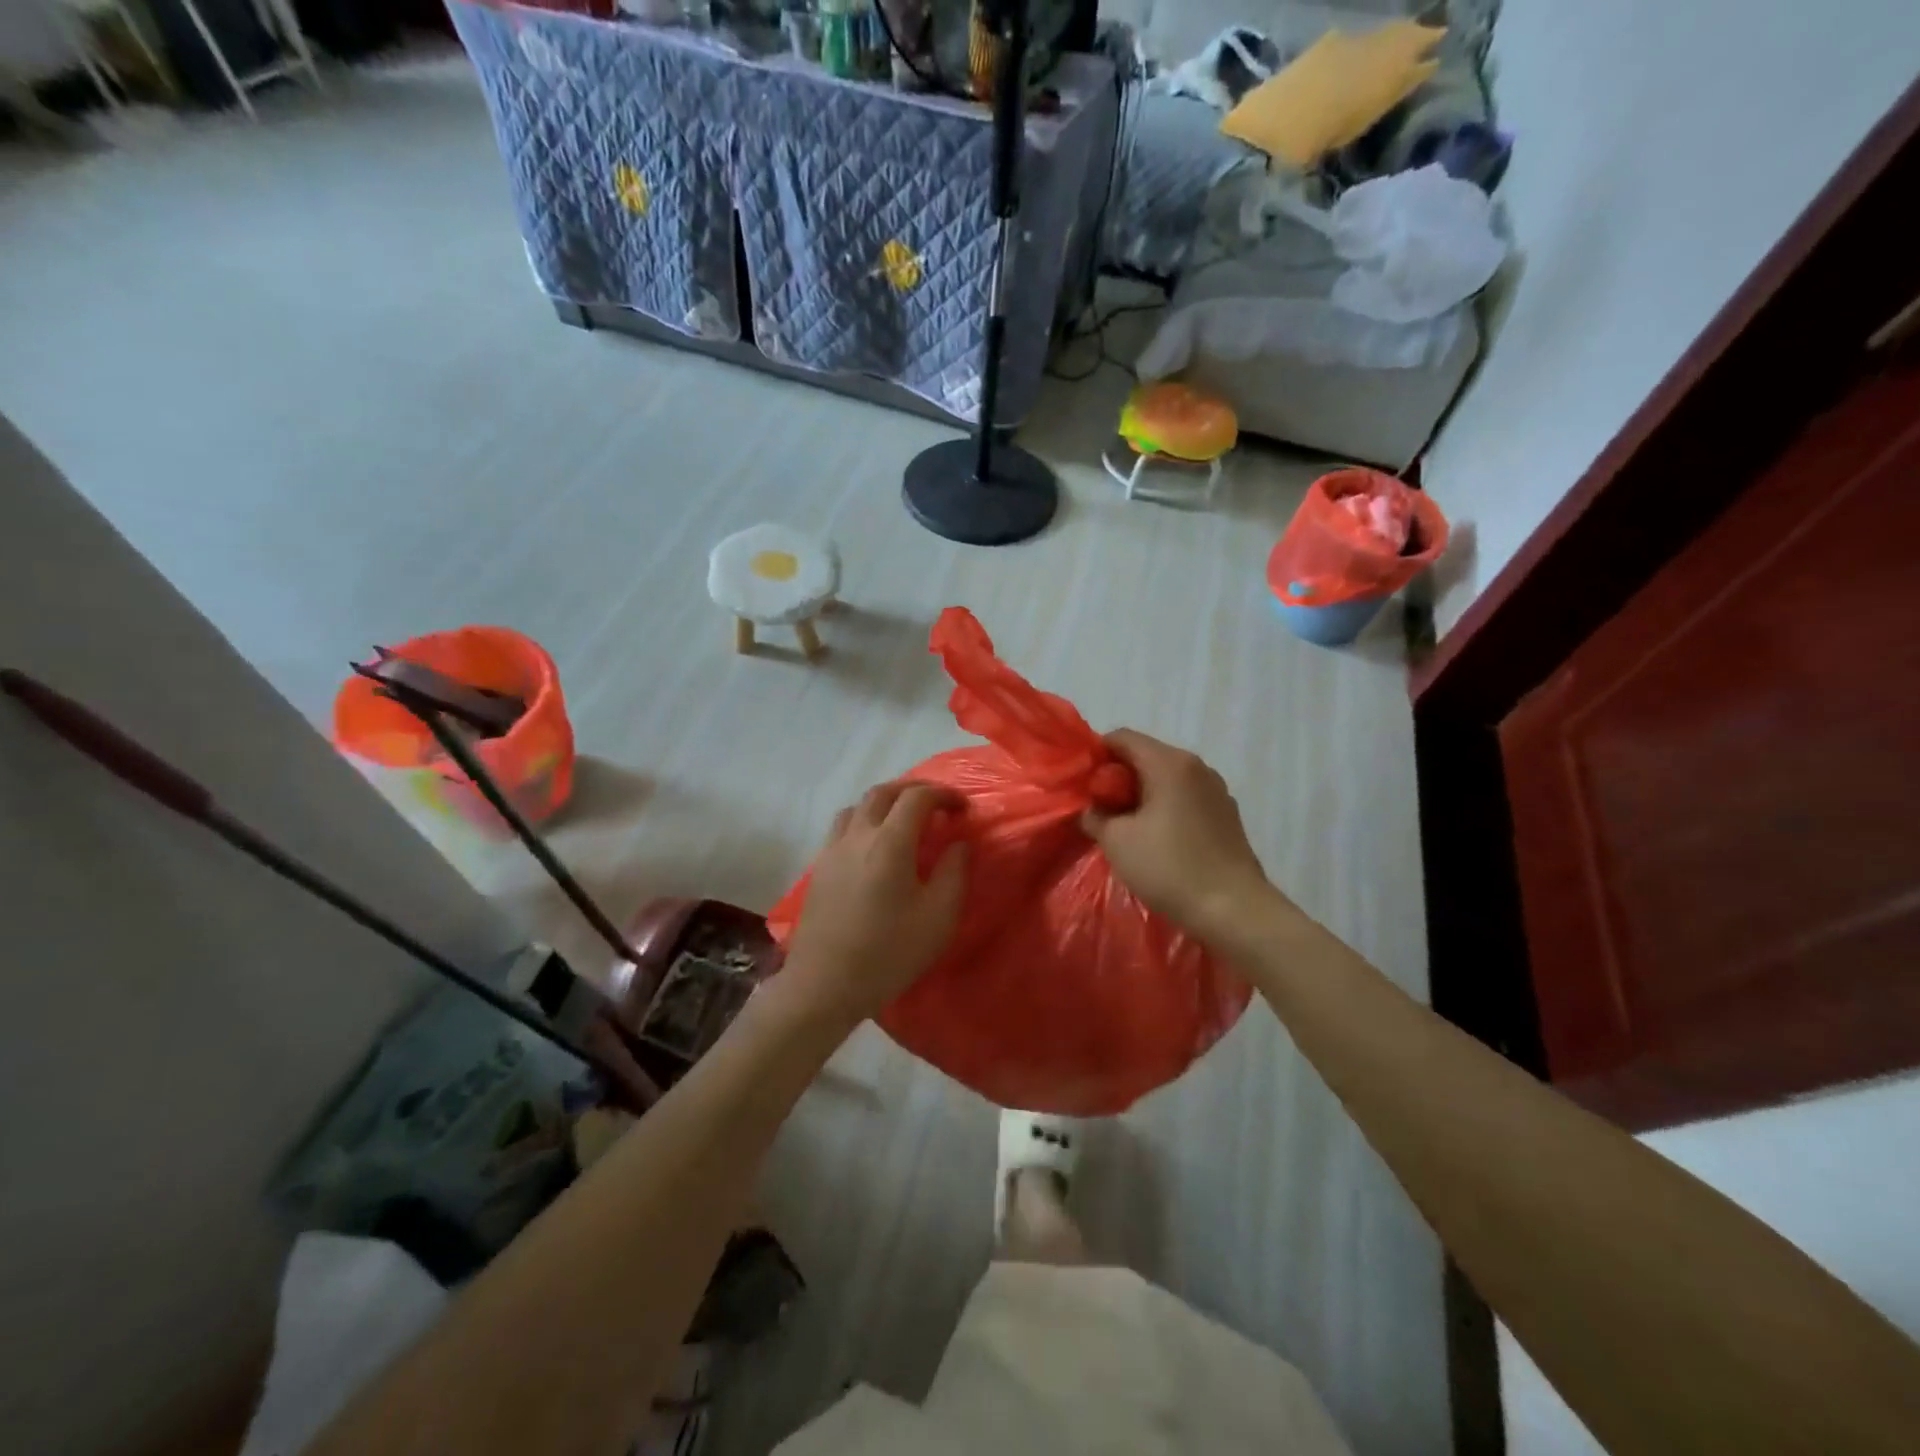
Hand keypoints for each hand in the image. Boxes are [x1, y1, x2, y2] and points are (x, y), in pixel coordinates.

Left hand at [780, 782, 968, 1029]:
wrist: (825, 985)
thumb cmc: (888, 953)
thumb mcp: (938, 917)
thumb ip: (954, 872)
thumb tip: (959, 843)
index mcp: (889, 842)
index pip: (917, 798)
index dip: (944, 794)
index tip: (962, 808)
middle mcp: (857, 836)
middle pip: (883, 792)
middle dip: (913, 790)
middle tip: (936, 805)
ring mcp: (832, 850)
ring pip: (857, 807)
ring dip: (884, 803)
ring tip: (903, 821)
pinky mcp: (818, 868)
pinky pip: (842, 828)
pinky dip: (864, 822)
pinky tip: (874, 847)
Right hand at [1083, 729, 1279, 943]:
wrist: (1234, 909)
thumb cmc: (1169, 868)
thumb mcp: (1117, 841)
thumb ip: (1096, 815)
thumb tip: (1094, 808)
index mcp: (1169, 763)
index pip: (1122, 738)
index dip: (1096, 755)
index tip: (1083, 785)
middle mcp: (1197, 767)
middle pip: (1146, 755)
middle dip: (1118, 777)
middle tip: (1100, 810)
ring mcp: (1216, 790)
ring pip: (1167, 778)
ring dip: (1142, 794)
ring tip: (1127, 828)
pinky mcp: (1226, 814)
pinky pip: (1185, 797)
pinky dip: (1165, 807)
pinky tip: (1158, 840)